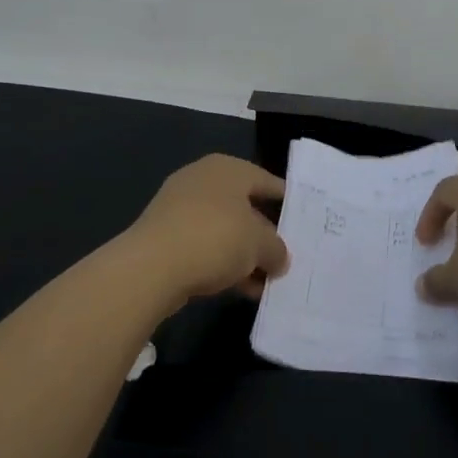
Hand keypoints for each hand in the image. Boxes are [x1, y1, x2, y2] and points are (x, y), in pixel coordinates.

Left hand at [123, 154, 288, 307]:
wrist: (151, 267)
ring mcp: (180, 207)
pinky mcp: (165, 236)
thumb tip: (279, 258)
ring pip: (224, 230)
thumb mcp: (260, 244)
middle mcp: (203, 180)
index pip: (268, 181)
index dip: (289, 203)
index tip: (305, 224)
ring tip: (267, 282)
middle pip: (246, 207)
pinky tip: (241, 289)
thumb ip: (277, 249)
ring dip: (245, 255)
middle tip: (287, 256)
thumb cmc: (215, 238)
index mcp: (228, 169)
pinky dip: (223, 264)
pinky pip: (205, 247)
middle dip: (266, 235)